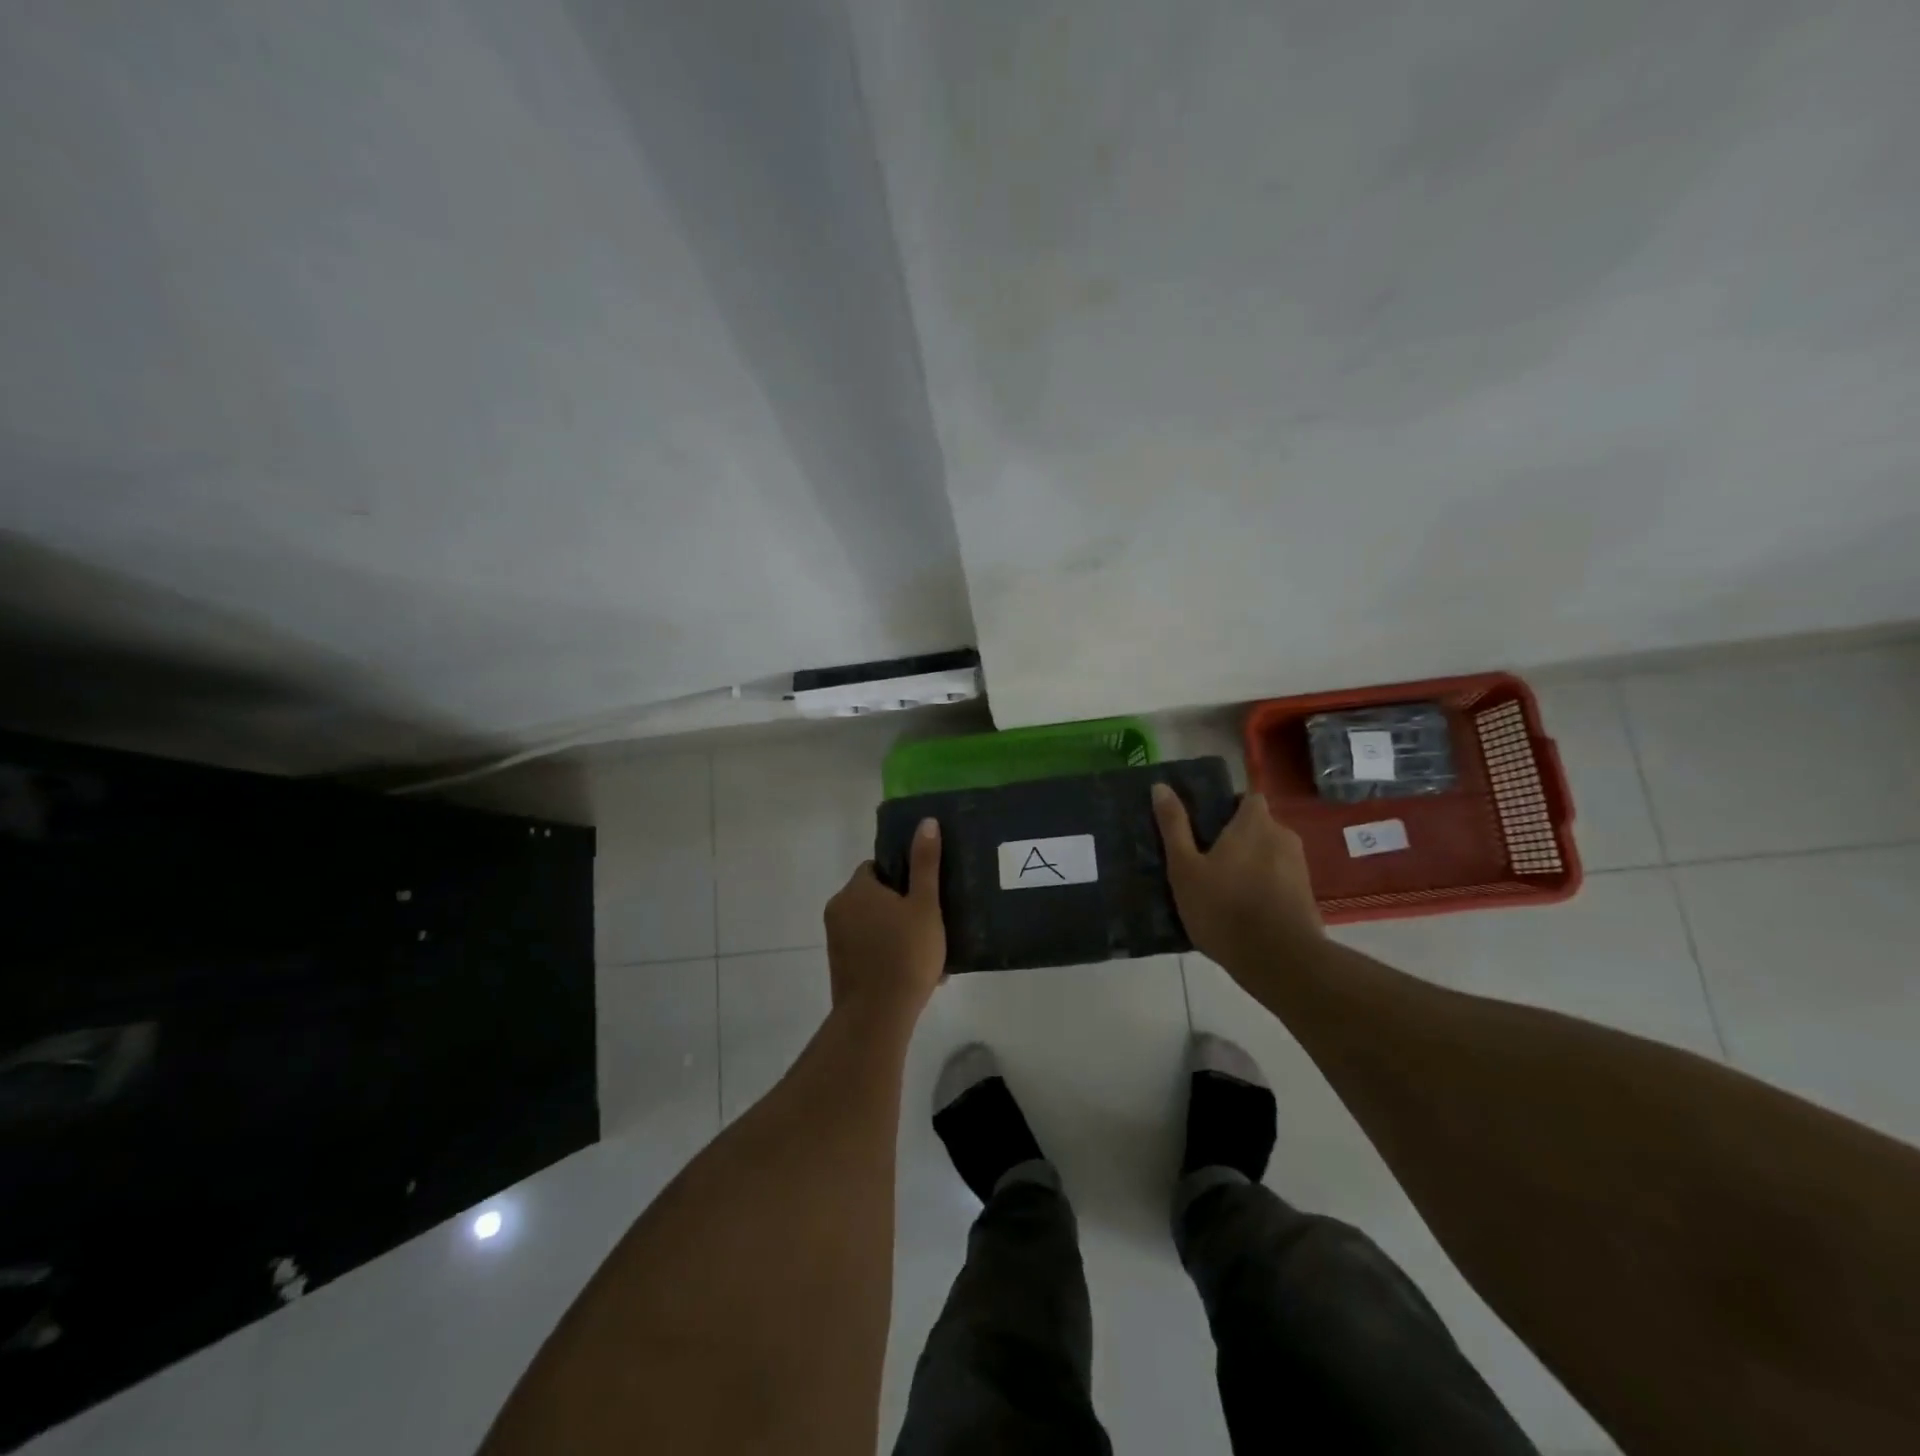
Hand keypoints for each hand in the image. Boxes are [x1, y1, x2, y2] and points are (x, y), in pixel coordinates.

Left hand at [824, 818, 945, 1022]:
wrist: (877, 1017)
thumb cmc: (905, 954)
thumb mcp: (925, 905)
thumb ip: (925, 863)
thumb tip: (926, 822)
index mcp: (856, 889)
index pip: (877, 867)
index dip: (903, 876)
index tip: (925, 893)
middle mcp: (839, 909)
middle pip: (875, 896)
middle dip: (902, 907)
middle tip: (931, 923)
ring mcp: (836, 940)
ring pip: (873, 925)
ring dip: (896, 932)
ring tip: (927, 951)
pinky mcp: (840, 966)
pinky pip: (867, 948)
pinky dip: (886, 953)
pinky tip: (913, 971)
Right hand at [1152, 784, 1323, 974]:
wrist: (1280, 961)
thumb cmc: (1224, 907)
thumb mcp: (1185, 868)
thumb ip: (1174, 826)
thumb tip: (1160, 786)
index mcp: (1254, 823)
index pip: (1248, 797)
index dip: (1229, 806)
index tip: (1208, 824)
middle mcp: (1283, 837)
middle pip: (1259, 826)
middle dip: (1238, 838)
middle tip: (1208, 859)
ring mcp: (1300, 867)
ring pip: (1270, 854)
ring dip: (1251, 864)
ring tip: (1224, 887)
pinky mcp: (1307, 897)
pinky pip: (1280, 880)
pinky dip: (1264, 887)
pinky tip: (1244, 909)